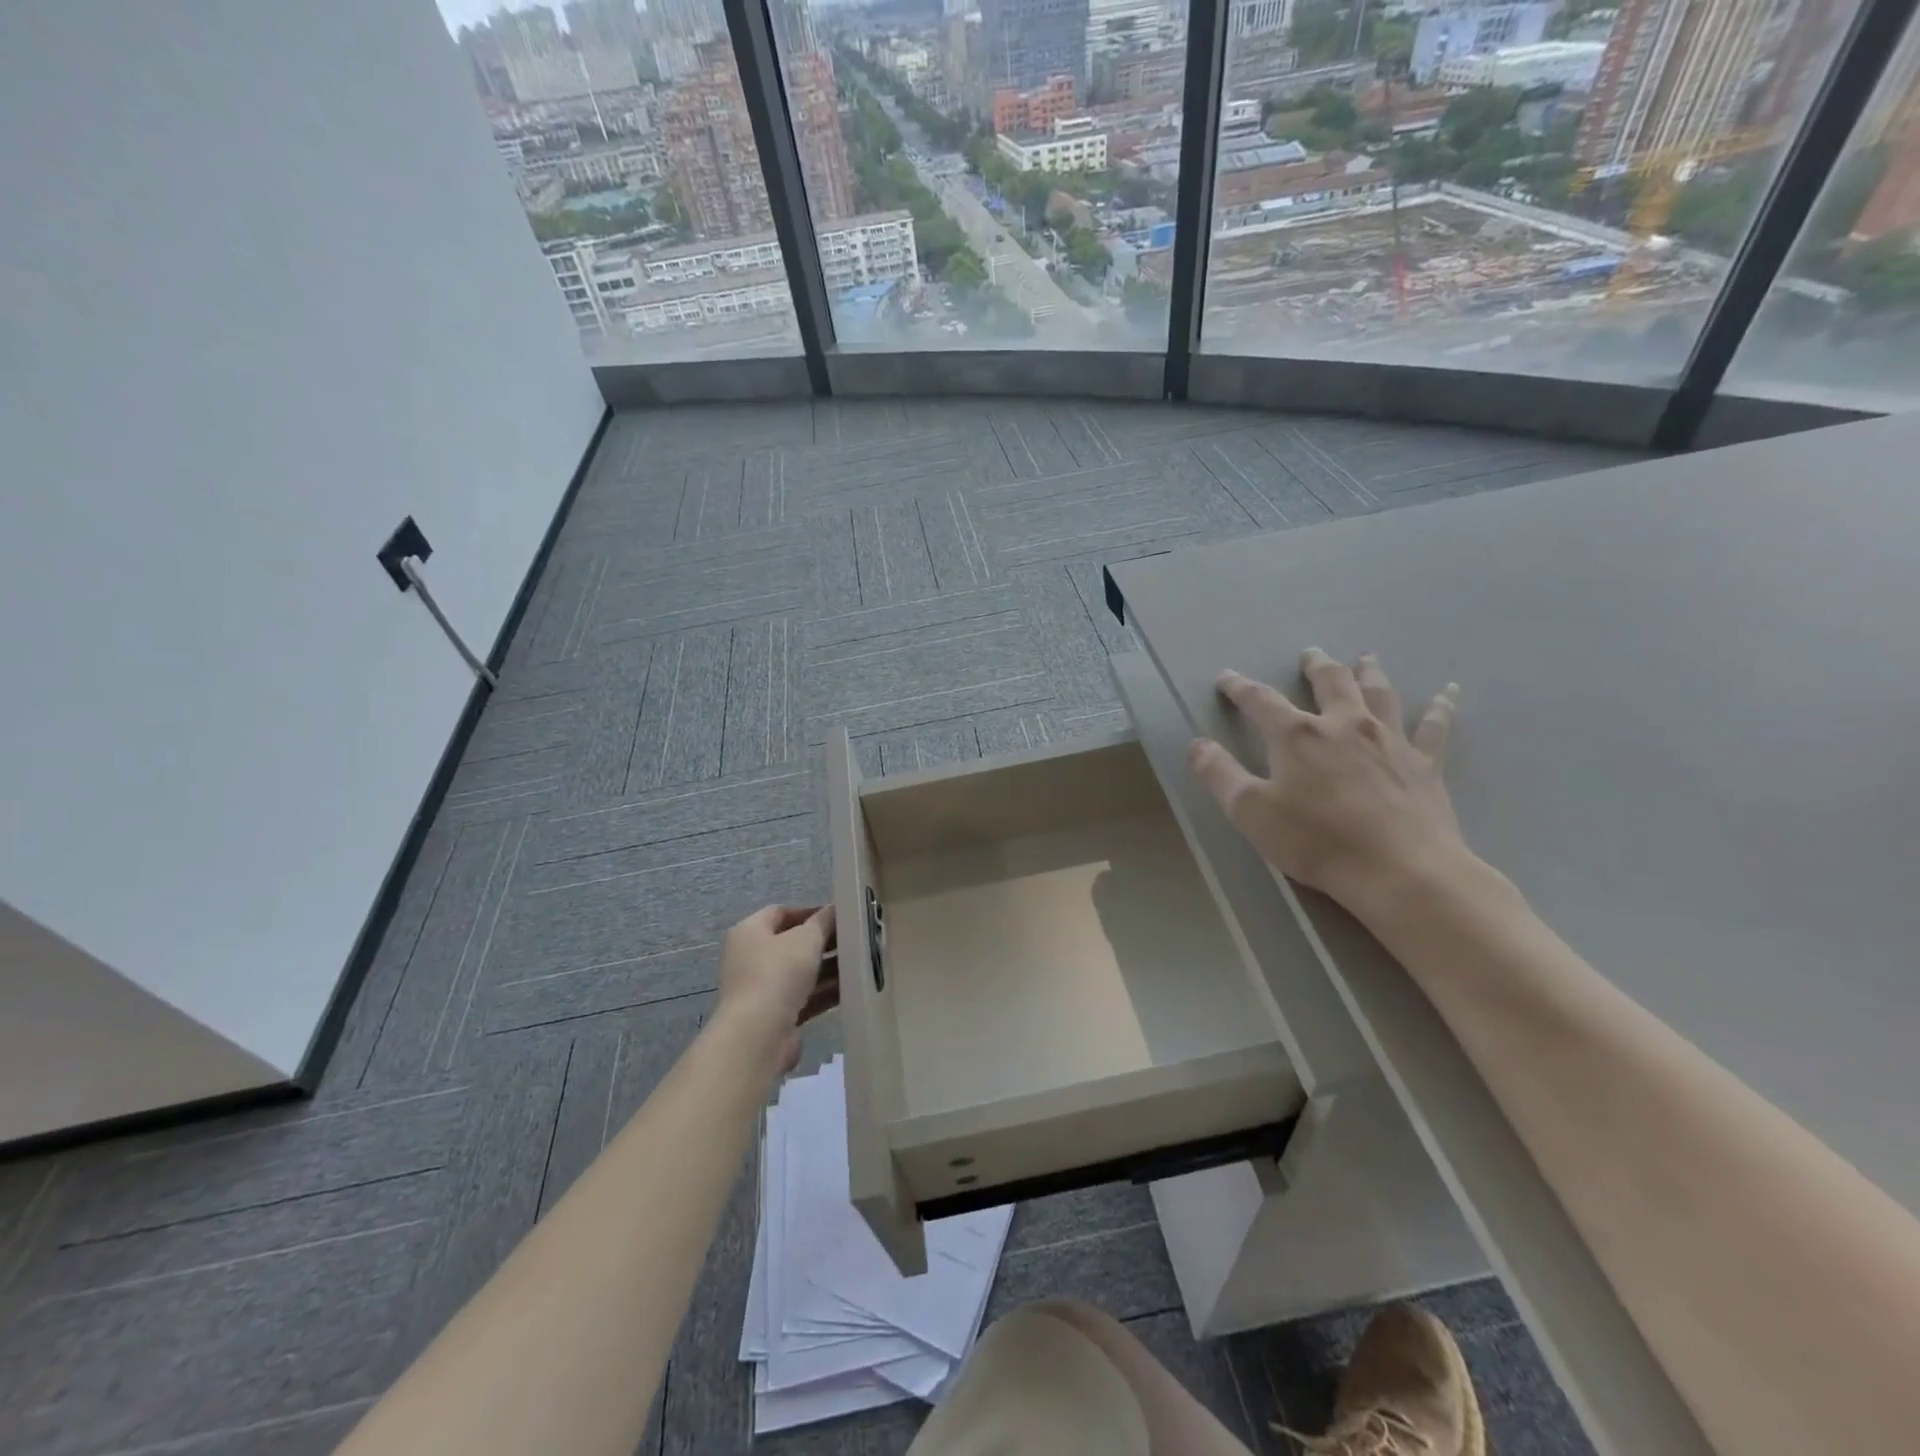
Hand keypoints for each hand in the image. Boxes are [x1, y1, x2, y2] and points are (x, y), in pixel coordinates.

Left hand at [717, 904, 837, 1074]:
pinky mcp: (773, 1016)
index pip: (781, 913)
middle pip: (792, 943)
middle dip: (823, 942)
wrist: (758, 1035)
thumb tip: (834, 910)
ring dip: (827, 969)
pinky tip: (851, 989)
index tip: (839, 917)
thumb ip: (823, 921)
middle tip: (853, 941)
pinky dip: (824, 992)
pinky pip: (803, 997)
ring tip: (859, 964)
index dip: (810, 912)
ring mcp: (761, 989)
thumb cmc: (778, 974)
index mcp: (749, 932)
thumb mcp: (806, 939)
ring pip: (800, 973)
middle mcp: (750, 958)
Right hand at [1188, 649, 1466, 914]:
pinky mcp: (1424, 764)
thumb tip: (1197, 744)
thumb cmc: (1317, 841)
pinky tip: (1449, 692)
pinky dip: (1441, 707)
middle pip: (1330, 682)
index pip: (1260, 701)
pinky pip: (1434, 726)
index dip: (1239, 687)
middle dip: (1315, 666)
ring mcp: (1390, 740)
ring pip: (1379, 693)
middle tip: (1309, 654)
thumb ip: (1220, 774)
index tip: (1226, 678)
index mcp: (1298, 735)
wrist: (1401, 870)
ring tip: (1366, 658)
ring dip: (1369, 672)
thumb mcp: (1250, 811)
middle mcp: (1344, 724)